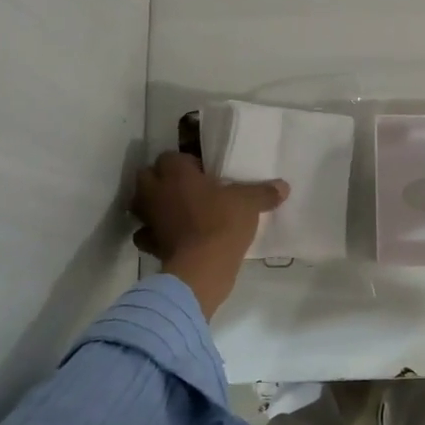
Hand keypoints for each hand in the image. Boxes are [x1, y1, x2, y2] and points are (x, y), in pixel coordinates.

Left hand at [130, 152, 287, 318]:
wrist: (203, 268)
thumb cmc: (223, 223)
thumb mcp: (249, 203)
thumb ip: (264, 192)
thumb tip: (284, 186)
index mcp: (176, 173)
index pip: (170, 156)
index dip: (185, 163)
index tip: (203, 174)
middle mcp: (156, 191)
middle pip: (146, 176)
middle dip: (160, 179)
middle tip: (184, 188)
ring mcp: (149, 219)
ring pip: (141, 204)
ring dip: (153, 205)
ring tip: (175, 211)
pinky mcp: (150, 244)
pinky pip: (146, 235)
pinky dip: (154, 235)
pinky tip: (170, 238)